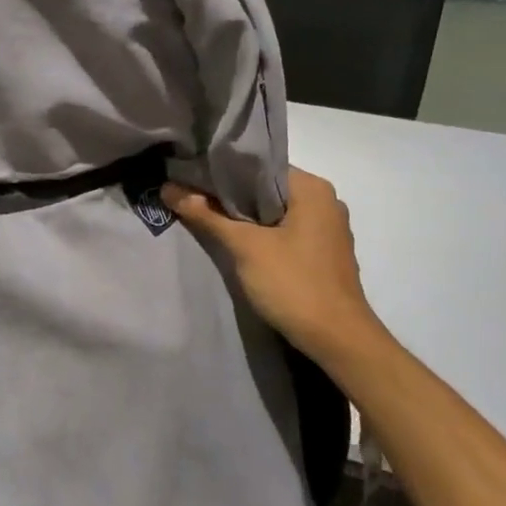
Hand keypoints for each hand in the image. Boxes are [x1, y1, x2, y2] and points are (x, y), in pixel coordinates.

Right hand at [163, 167, 384, 359]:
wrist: (337, 339)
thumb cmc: (293, 283)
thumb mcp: (245, 247)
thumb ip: (207, 215)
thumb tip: (169, 188)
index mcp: (312, 189)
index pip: (260, 166)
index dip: (223, 171)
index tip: (191, 176)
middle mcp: (325, 202)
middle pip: (266, 189)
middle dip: (230, 195)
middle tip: (191, 196)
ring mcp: (327, 229)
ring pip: (275, 212)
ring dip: (244, 216)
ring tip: (206, 217)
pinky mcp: (323, 253)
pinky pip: (286, 231)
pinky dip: (261, 233)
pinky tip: (236, 243)